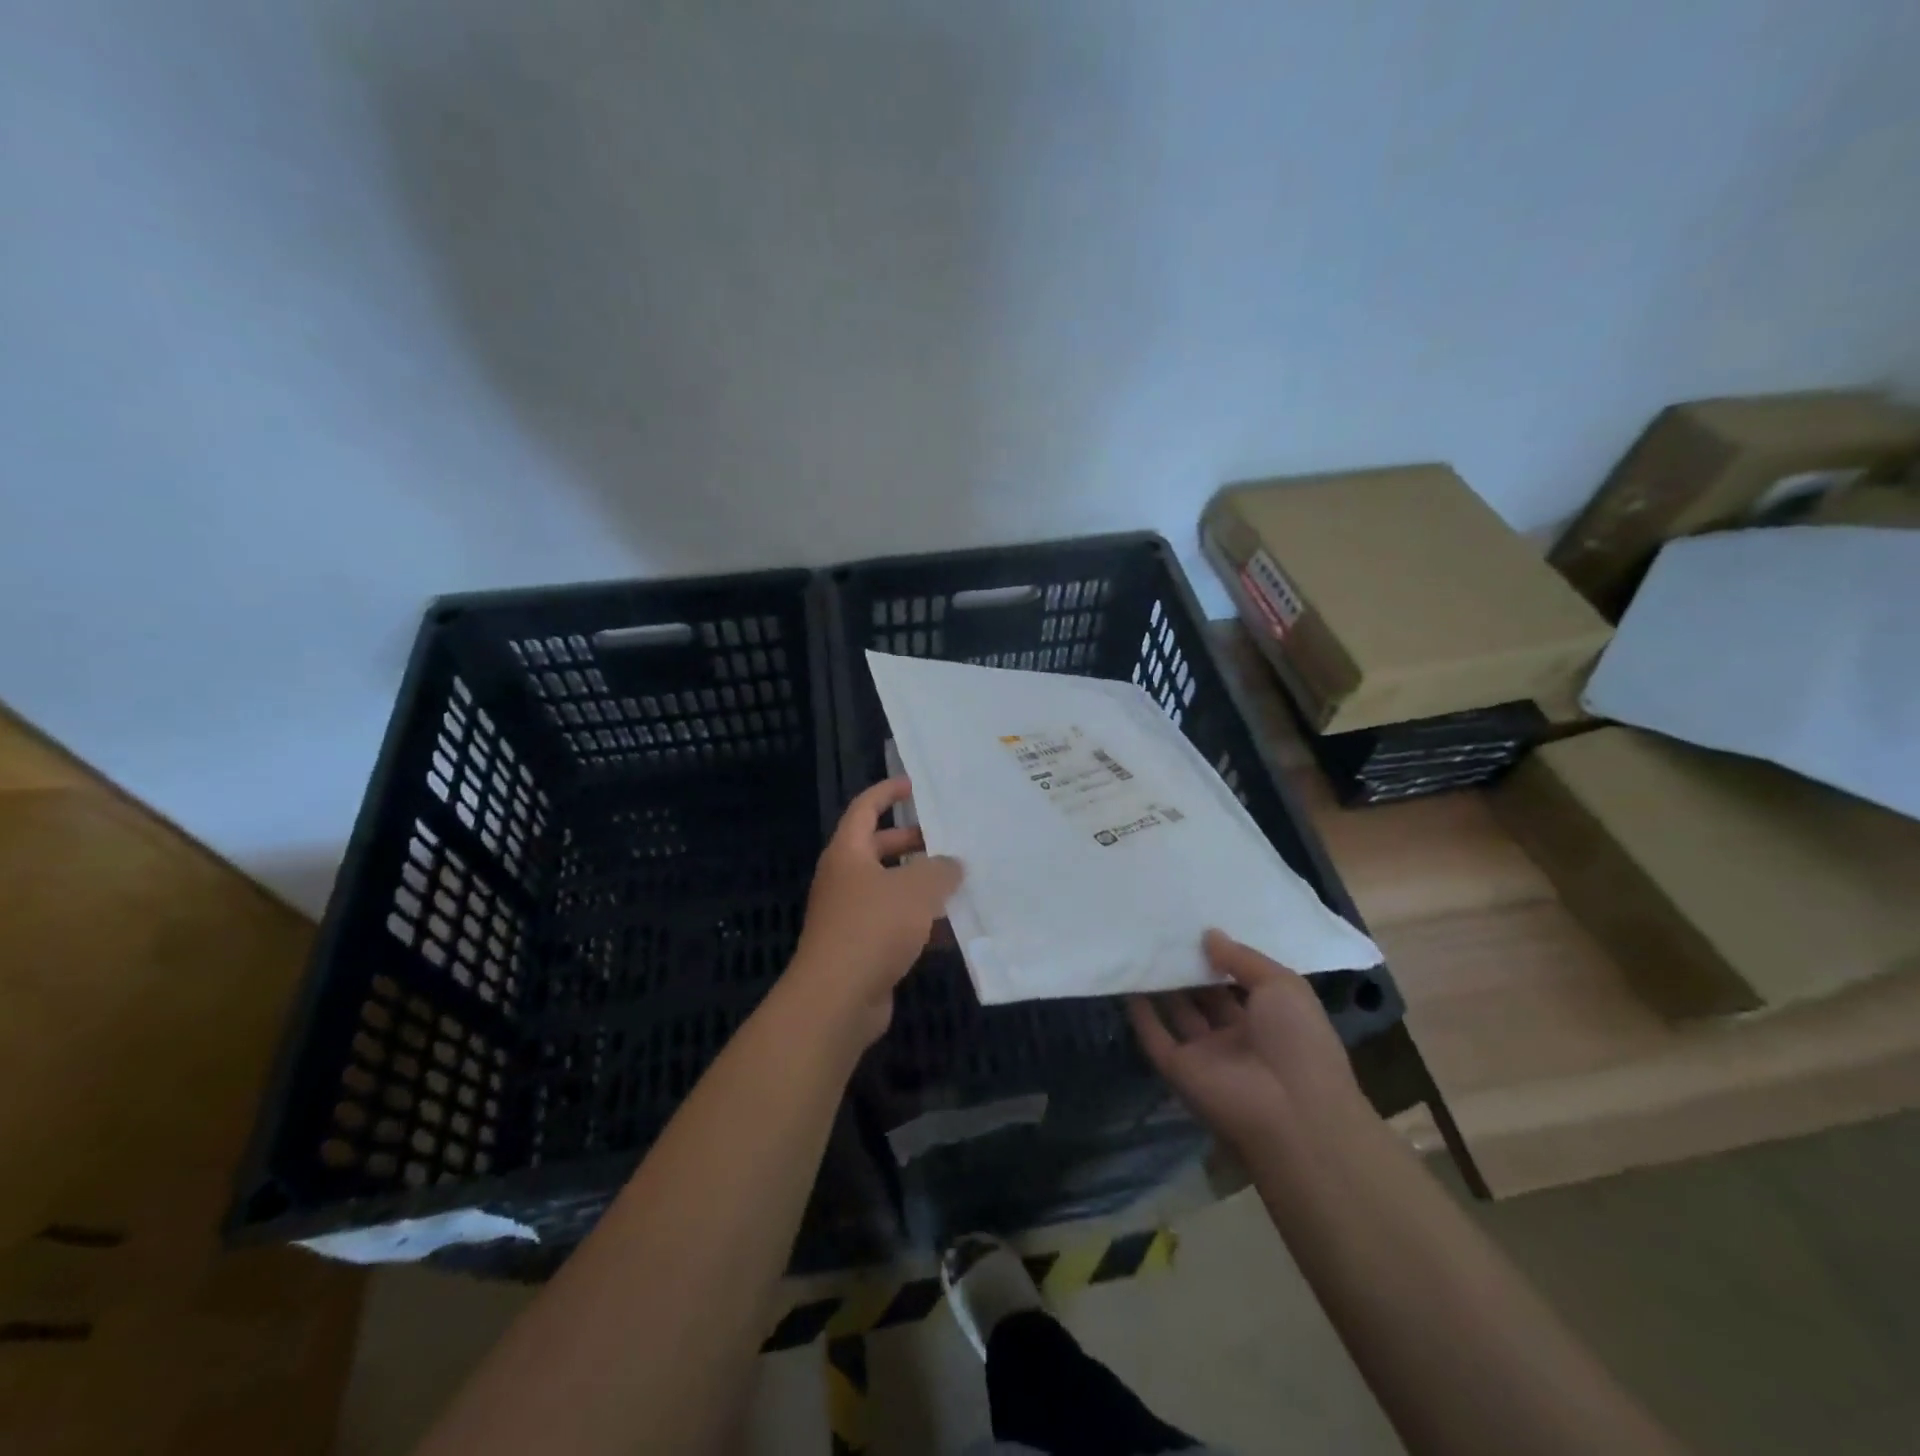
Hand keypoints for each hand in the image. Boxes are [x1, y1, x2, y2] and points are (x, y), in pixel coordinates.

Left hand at [789, 777, 962, 1044]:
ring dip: (923, 886)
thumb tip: (952, 865)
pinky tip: (954, 931)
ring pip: (891, 889)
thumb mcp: (916, 890)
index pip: (865, 809)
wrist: (838, 999)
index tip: (915, 785)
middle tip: (951, 840)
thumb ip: (940, 870)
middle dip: (914, 842)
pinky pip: (896, 925)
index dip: (887, 793)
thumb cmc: (873, 928)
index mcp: (848, 853)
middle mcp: (846, 879)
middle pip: (880, 849)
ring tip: (962, 883)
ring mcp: (852, 916)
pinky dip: (922, 924)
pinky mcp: (863, 948)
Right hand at [1129, 931, 1367, 1154]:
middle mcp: (1237, 1037)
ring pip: (1178, 1013)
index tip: (1197, 927)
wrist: (1290, 1111)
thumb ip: (1242, 958)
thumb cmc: (1298, 1041)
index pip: (1239, 983)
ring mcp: (1206, 1054)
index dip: (1221, 957)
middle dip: (1188, 967)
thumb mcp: (1282, 985)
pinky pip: (1155, 1036)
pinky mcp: (1178, 1069)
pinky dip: (1140, 1012)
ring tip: (1141, 946)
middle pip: (1205, 997)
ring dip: (1162, 985)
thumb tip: (1209, 934)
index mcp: (1270, 1020)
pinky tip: (1127, 980)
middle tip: (1164, 930)